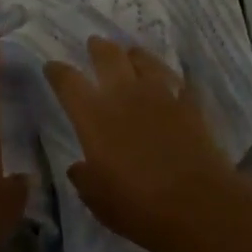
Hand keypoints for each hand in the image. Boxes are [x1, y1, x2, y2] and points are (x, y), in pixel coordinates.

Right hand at [44, 37, 244, 251]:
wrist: (199, 204)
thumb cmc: (139, 207)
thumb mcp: (99, 201)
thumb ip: (84, 179)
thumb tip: (79, 166)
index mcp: (94, 115)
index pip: (68, 81)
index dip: (57, 71)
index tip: (52, 66)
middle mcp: (123, 94)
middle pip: (107, 55)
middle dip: (97, 47)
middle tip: (94, 44)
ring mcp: (159, 93)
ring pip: (142, 58)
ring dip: (132, 55)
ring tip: (129, 55)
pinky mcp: (187, 101)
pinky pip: (173, 78)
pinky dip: (165, 76)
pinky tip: (166, 81)